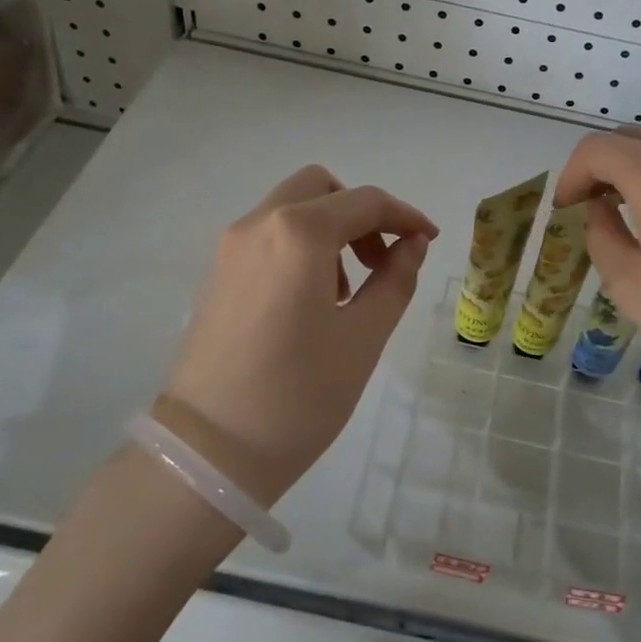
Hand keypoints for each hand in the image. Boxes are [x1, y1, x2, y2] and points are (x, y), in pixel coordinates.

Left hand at [157, 165, 437, 502]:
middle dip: (361, 214)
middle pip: (320, 189)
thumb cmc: (300, 394)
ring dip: (330, 230)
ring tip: (348, 292)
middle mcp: (258, 224)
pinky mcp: (217, 274)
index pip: (365, 202)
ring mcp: (231, 248)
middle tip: (381, 261)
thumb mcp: (365, 336)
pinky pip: (269, 236)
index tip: (429, 241)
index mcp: (299, 233)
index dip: (405, 216)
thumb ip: (395, 279)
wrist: (211, 451)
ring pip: (292, 210)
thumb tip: (412, 243)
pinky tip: (312, 302)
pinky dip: (300, 246)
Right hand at [556, 125, 640, 401]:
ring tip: (631, 207)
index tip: (566, 210)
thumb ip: (603, 237)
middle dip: (601, 166)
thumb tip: (601, 209)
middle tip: (592, 207)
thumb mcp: (632, 287)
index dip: (571, 175)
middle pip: (631, 137)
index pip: (596, 148)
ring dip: (638, 164)